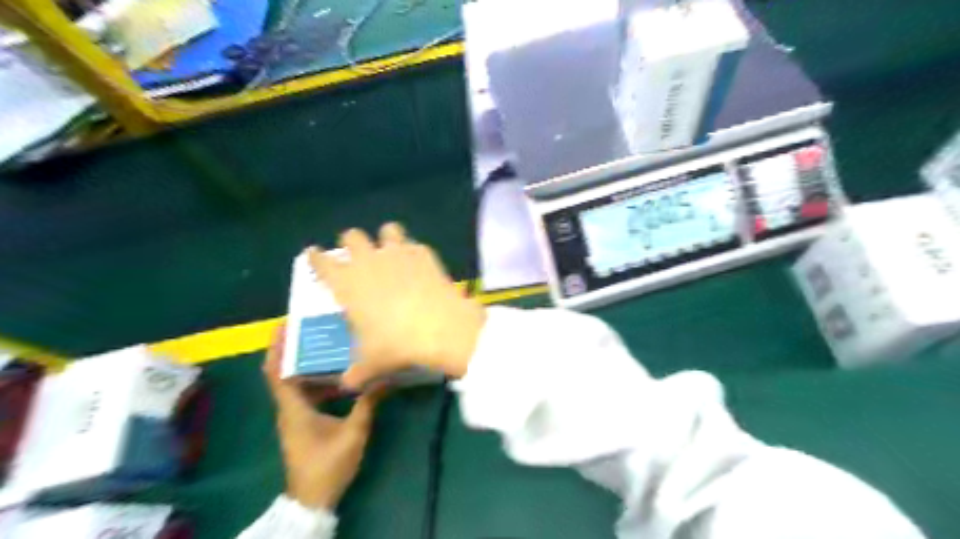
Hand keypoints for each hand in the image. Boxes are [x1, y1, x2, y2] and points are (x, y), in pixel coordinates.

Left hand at [264, 325, 384, 509]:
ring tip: (328, 343)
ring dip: (306, 363)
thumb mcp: (353, 432)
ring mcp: (294, 416)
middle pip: (283, 372)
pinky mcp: (302, 423)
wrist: (313, 499)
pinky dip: (315, 379)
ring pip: (295, 383)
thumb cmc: (328, 464)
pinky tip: (337, 373)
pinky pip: (305, 393)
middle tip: (315, 327)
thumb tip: (385, 377)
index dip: (276, 347)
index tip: (285, 324)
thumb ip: (368, 403)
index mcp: (293, 408)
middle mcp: (289, 408)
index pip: (275, 372)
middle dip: (294, 348)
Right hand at [310, 220, 488, 385]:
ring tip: (390, 252)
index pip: (321, 262)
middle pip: (352, 236)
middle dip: (351, 243)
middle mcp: (369, 261)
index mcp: (347, 283)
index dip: (316, 257)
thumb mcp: (370, 365)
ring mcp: (398, 253)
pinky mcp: (424, 254)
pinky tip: (418, 265)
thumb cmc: (396, 346)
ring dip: (386, 238)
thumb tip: (348, 384)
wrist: (440, 329)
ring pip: (387, 229)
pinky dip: (414, 252)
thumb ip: (355, 374)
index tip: (314, 255)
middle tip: (357, 256)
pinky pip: (415, 245)